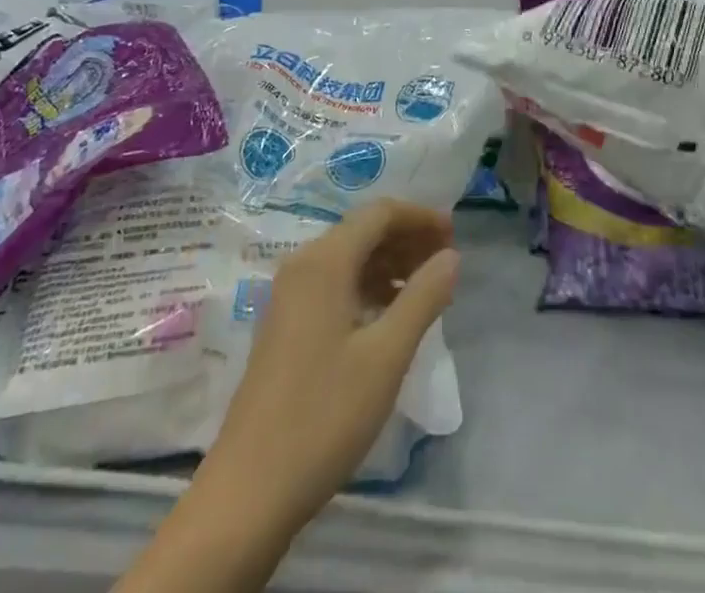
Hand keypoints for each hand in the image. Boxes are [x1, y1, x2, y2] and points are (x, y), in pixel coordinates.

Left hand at [196, 200, 458, 534]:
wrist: (249, 491)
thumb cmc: (324, 415)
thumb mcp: (386, 356)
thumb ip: (423, 298)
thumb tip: (451, 257)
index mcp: (324, 261)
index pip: (379, 213)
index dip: (420, 217)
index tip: (455, 235)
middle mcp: (303, 265)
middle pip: (362, 231)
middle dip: (407, 239)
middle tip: (446, 262)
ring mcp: (289, 295)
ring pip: (349, 258)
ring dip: (389, 263)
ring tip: (426, 288)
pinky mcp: (285, 324)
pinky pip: (334, 283)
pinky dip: (368, 286)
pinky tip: (389, 315)